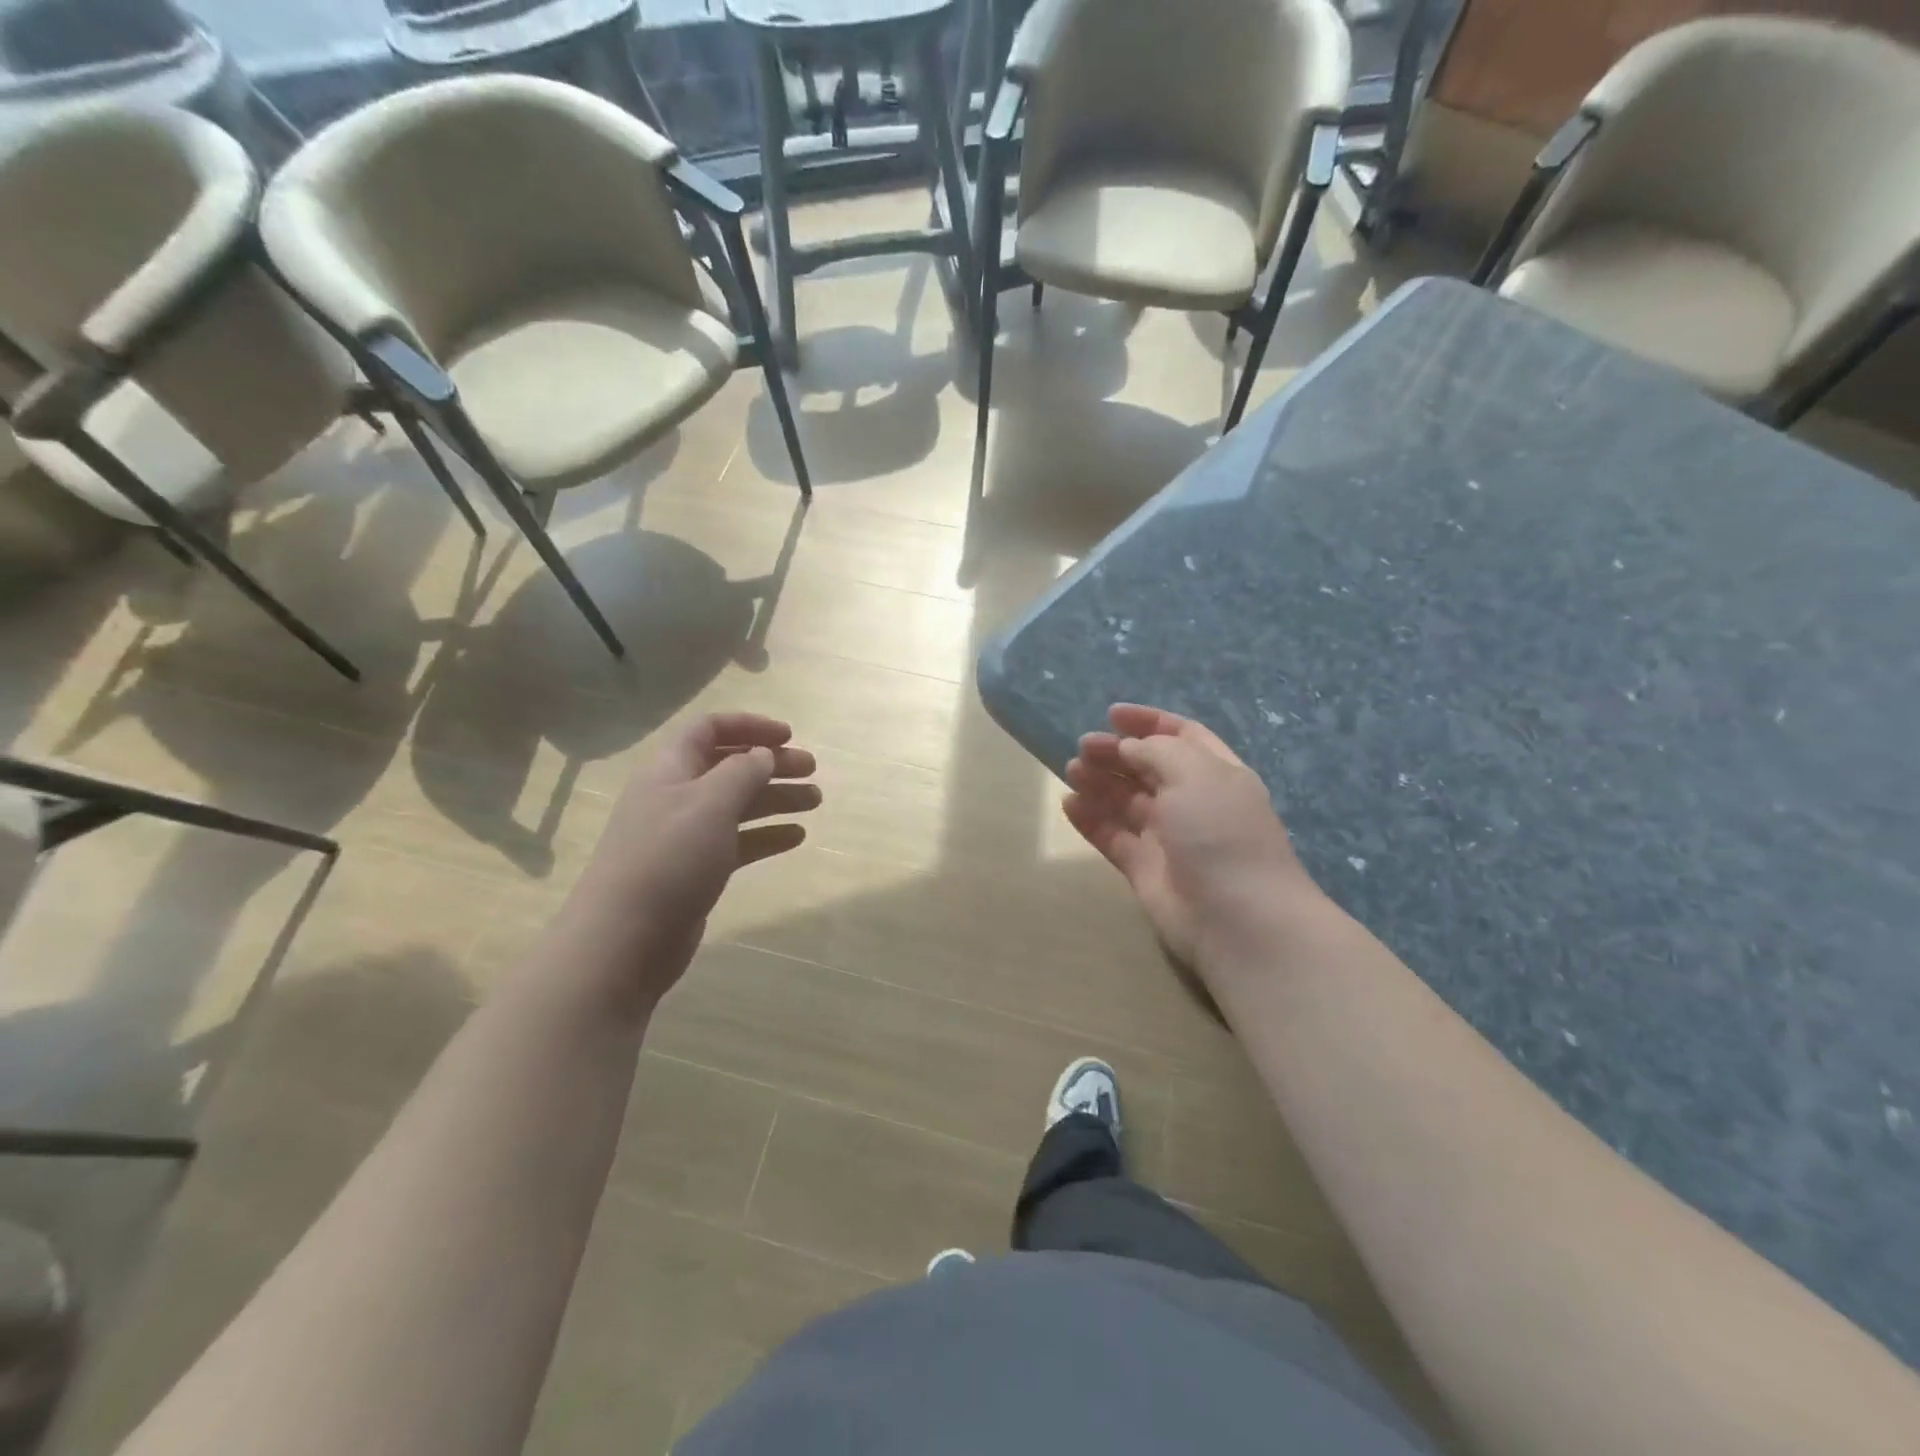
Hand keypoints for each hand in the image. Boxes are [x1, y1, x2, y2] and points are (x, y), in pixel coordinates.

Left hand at [558, 713, 819, 1010]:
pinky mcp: (696, 870)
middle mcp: (677, 796)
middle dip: (772, 764)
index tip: (788, 736)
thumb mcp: (710, 803)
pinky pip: (738, 842)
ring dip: (776, 799)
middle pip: (730, 767)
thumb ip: (742, 772)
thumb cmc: (669, 858)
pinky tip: (797, 838)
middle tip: (813, 771)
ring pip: (738, 805)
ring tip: (815, 802)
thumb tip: (762, 754)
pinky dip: (767, 835)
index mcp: (671, 769)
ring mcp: (685, 836)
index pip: (709, 729)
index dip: (749, 726)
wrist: (624, 938)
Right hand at [1064, 704, 1318, 974]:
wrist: (1237, 918)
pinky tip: (1069, 805)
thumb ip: (1157, 751)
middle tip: (1083, 746)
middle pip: (1148, 767)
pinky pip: (1112, 836)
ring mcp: (1167, 837)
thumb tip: (1129, 747)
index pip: (1181, 736)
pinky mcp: (1145, 868)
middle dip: (1116, 752)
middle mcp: (1192, 801)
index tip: (1112, 715)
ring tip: (1071, 771)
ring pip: (1126, 801)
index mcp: (1216, 773)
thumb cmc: (1220, 832)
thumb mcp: (1195, 773)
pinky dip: (1091, 819)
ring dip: (1099, 782)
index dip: (1149, 722)